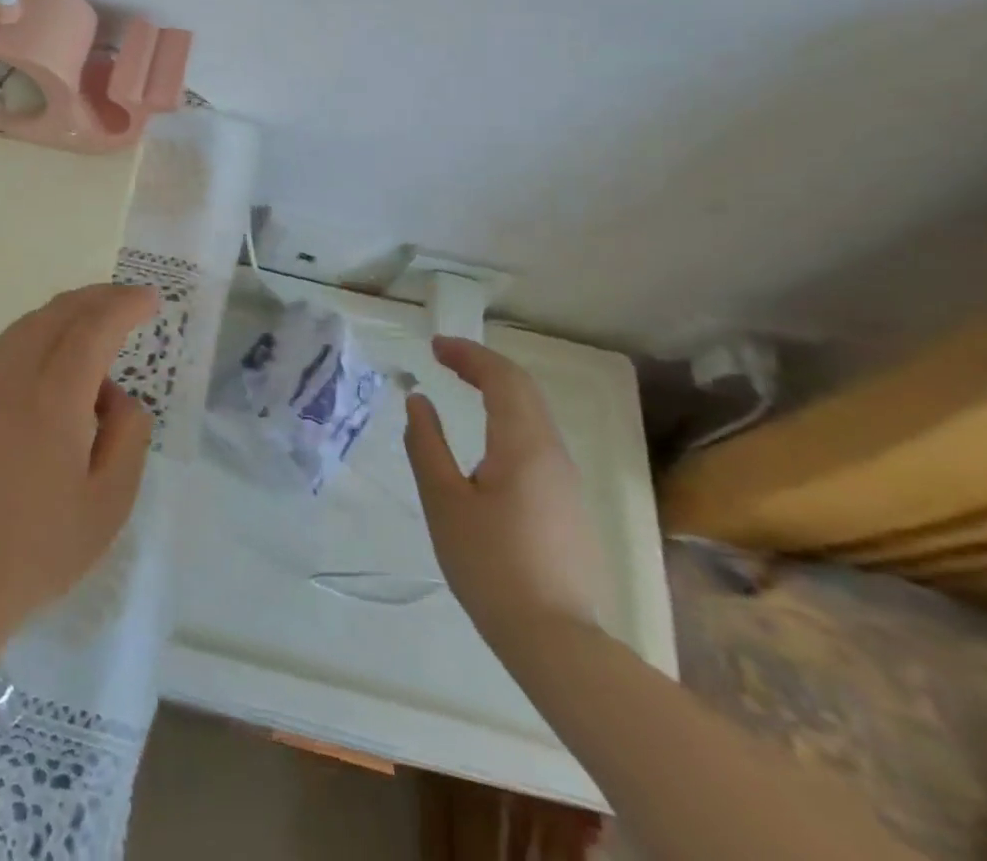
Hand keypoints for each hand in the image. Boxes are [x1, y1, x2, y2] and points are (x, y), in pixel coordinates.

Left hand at [0, 284, 157, 655]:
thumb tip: (112, 392)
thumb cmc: (41, 553)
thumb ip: (128, 431)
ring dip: (63, 320)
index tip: (150, 298)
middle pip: (56, 314)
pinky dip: (31, 347)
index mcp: (51, 402)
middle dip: (96, 298)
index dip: (124, 305)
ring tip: (91, 334)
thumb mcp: (111, 502)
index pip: (93, 328)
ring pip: (23, 330)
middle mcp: (5, 379)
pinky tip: (44, 373)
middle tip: (126, 301)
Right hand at [403, 336, 608, 648]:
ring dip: (499, 391)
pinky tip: (488, 438)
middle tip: (444, 358)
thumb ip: (426, 444)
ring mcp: (567, 481)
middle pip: (523, 390)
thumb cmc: (490, 565)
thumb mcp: (444, 502)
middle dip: (483, 365)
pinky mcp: (568, 505)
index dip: (468, 354)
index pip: (501, 378)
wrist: (556, 641)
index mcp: (523, 445)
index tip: (434, 346)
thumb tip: (419, 401)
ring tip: (463, 386)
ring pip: (534, 415)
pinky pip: (538, 440)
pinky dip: (509, 418)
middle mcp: (553, 453)